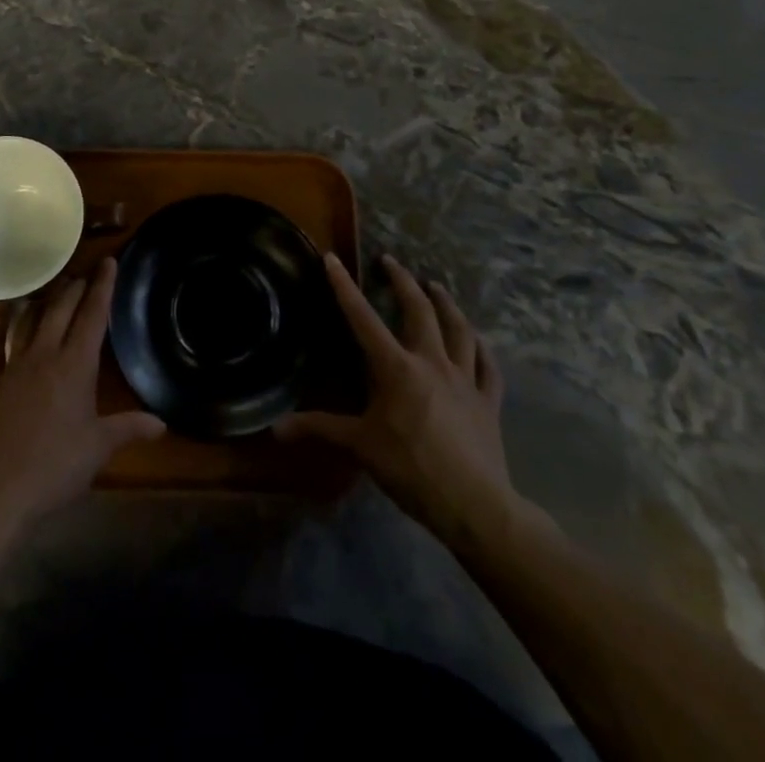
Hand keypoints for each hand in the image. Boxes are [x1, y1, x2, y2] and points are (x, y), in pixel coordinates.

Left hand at [0, 258, 164, 527]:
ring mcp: (14, 367)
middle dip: (75, 287)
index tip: (108, 262)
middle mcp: (44, 356)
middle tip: (85, 274)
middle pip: (61, 309)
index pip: (93, 316)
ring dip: (43, 300)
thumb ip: (130, 428)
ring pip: (30, 320)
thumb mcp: (99, 448)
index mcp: (75, 367)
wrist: (0, 494)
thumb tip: (163, 424)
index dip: (102, 287)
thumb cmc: (56, 468)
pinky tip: (5, 309)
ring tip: (54, 287)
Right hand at [278, 254, 543, 554]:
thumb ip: (320, 429)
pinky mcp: (488, 401)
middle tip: (391, 262)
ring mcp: (465, 379)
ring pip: (459, 329)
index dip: (345, 287)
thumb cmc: (412, 470)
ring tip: (436, 286)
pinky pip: (488, 366)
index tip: (333, 259)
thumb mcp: (360, 447)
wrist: (475, 506)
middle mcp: (432, 362)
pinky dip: (482, 349)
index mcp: (396, 368)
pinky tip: (477, 340)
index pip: (363, 318)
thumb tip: (276, 427)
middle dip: (403, 281)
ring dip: (447, 303)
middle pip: (420, 310)